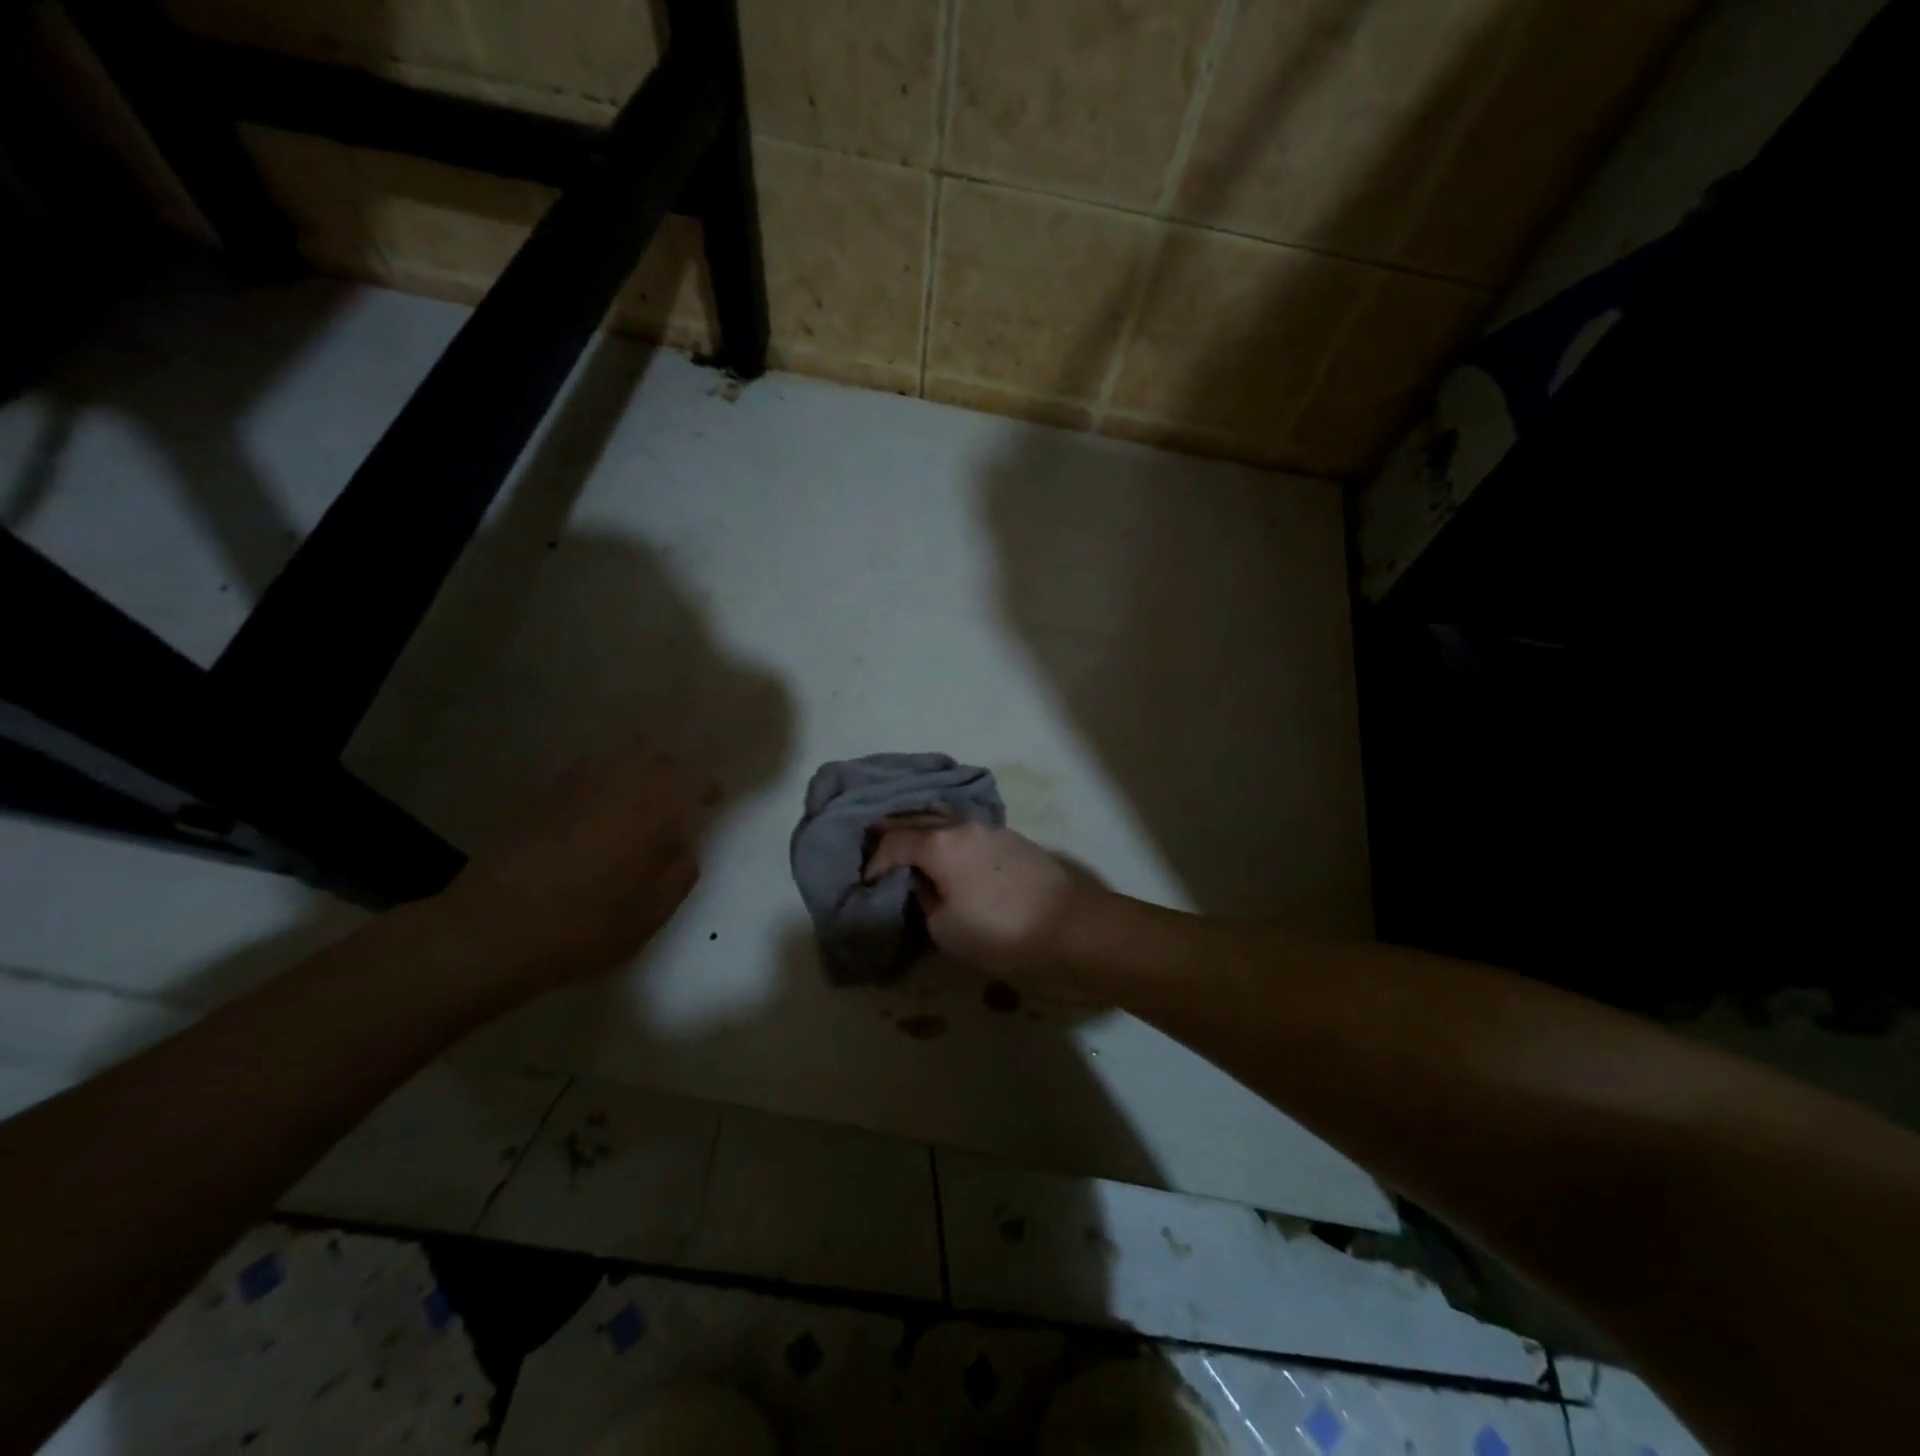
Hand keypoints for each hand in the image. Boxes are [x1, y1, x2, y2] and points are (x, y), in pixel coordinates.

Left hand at [428, 738, 715, 994]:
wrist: (492, 930)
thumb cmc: (585, 926)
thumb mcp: (651, 914)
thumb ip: (680, 873)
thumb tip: (686, 846)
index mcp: (653, 811)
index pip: (693, 779)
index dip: (707, 787)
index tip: (712, 802)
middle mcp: (617, 785)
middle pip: (654, 755)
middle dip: (671, 772)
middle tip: (673, 802)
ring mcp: (574, 786)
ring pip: (615, 756)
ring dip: (634, 771)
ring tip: (634, 803)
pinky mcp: (540, 797)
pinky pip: (582, 773)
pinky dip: (599, 783)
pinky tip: (593, 815)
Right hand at [865, 819, 1103, 986]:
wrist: (1073, 929)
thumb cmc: (1002, 933)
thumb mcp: (946, 929)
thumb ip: (926, 899)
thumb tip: (926, 883)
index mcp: (940, 843)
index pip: (894, 843)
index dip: (874, 861)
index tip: (864, 881)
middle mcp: (963, 826)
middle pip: (918, 819)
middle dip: (894, 830)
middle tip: (874, 843)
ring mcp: (992, 829)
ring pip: (946, 818)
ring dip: (923, 827)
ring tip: (908, 841)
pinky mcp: (1014, 840)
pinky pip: (968, 830)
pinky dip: (948, 835)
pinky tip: (946, 850)